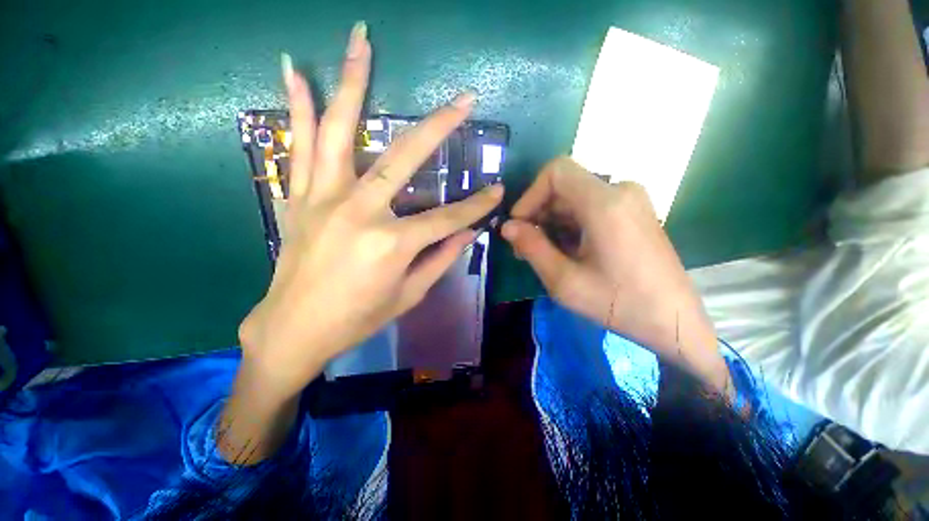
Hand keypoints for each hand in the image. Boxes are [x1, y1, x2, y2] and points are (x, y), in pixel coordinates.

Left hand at [238, 23, 503, 399]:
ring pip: (341, 130)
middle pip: (405, 158)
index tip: (497, 191)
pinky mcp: (299, 198)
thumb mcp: (409, 295)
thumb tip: (467, 233)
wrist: (294, 329)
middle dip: (440, 127)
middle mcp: (359, 212)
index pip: (448, 218)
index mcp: (391, 244)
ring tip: (362, 36)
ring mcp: (323, 199)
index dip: (477, 206)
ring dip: (354, 80)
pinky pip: (299, 144)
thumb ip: (440, 259)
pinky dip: (298, 106)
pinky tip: (295, 69)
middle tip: (465, 99)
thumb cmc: (357, 319)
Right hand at [501, 157, 727, 391]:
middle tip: (524, 247)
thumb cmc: (619, 304)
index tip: (519, 225)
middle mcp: (620, 191)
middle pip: (563, 186)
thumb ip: (532, 248)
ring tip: (542, 254)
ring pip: (574, 198)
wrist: (674, 321)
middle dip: (538, 214)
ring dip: (551, 222)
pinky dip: (569, 225)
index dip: (530, 195)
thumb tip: (506, 227)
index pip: (556, 171)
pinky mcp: (632, 212)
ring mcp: (630, 200)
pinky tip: (565, 251)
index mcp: (605, 203)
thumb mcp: (564, 281)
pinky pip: (590, 208)